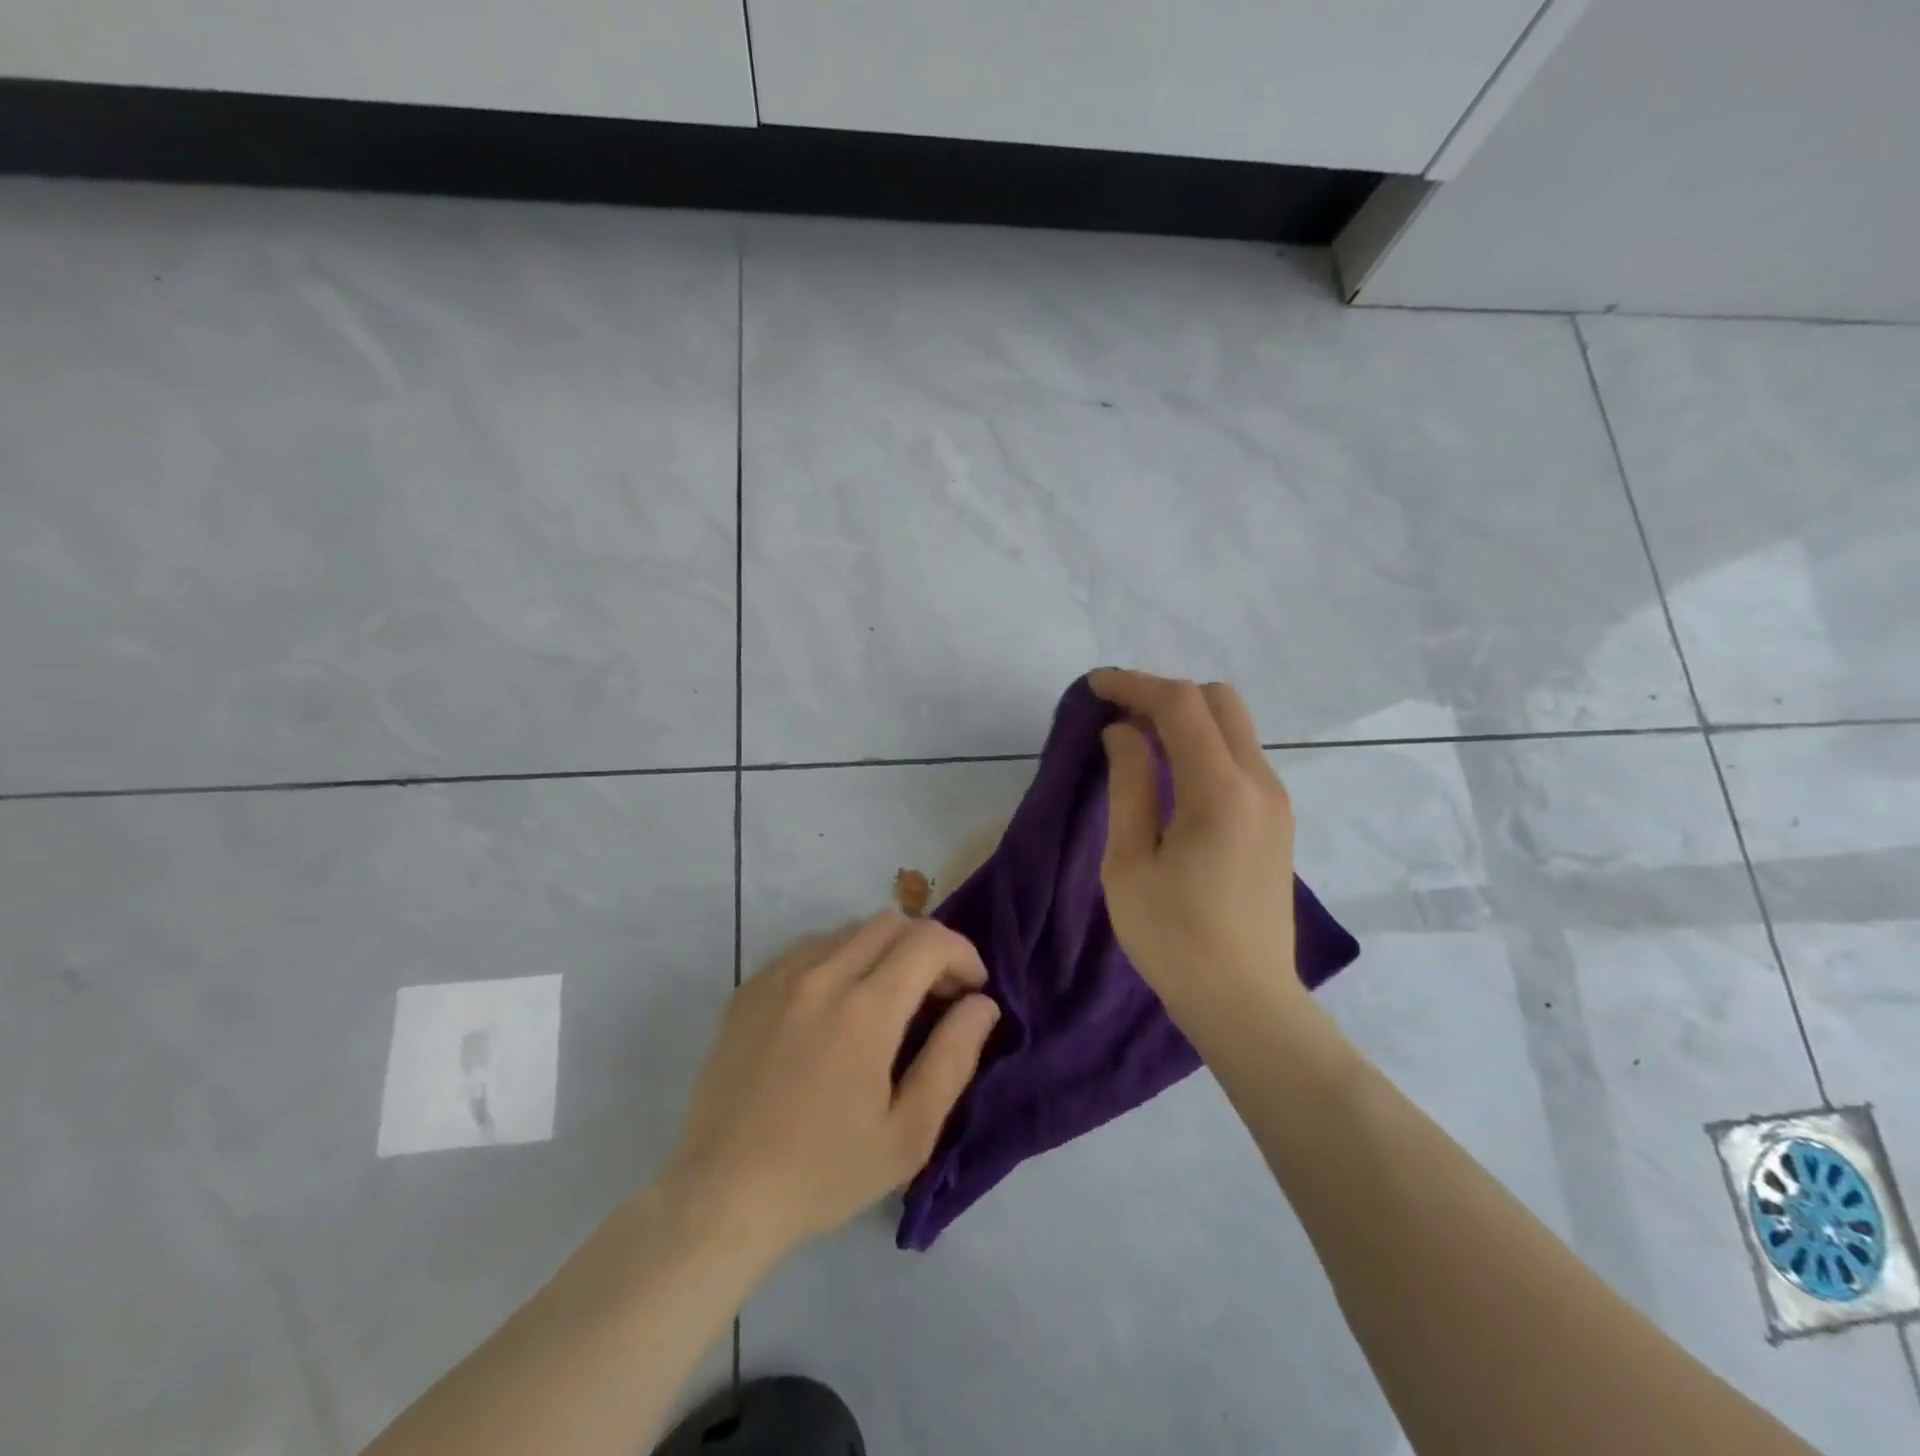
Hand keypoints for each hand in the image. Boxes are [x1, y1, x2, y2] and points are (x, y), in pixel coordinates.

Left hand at [664, 913, 1000, 1261]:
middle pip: (891, 923)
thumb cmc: (824, 1173)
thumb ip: (954, 1058)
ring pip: (849, 931)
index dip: (963, 954)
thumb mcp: (909, 1134)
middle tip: (937, 995)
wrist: (720, 1196)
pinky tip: (836, 1007)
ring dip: (883, 952)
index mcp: (864, 1010)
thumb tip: (982, 1005)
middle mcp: (821, 975)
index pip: (929, 941)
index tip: (973, 990)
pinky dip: (840, 960)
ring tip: (888, 1000)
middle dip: (928, 947)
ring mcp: (778, 977)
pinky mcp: (749, 989)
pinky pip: (808, 948)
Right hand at [1089, 669, 1304, 1027]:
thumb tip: (1123, 733)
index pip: (1180, 705)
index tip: (1094, 686)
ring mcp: (1276, 801)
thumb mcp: (1129, 863)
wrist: (1245, 1002)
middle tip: (1118, 715)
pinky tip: (1170, 775)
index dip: (1134, 684)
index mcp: (1220, 790)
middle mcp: (1259, 782)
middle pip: (1219, 700)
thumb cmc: (1173, 939)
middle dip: (1165, 694)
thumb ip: (1129, 786)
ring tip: (1138, 743)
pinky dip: (1203, 746)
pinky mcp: (1277, 821)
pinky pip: (1240, 757)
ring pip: (1234, 726)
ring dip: (1186, 719)